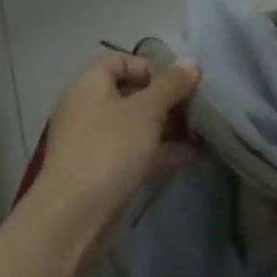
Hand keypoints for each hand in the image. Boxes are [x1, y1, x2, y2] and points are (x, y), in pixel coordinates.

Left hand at [27, 50, 199, 254]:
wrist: (75, 216)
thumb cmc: (109, 149)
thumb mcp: (146, 111)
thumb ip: (171, 85)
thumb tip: (191, 62)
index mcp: (89, 85)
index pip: (119, 61)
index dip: (150, 67)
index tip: (177, 84)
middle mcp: (88, 109)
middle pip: (131, 94)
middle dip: (165, 100)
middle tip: (195, 109)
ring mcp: (95, 142)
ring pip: (136, 125)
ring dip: (168, 127)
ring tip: (201, 133)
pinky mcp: (103, 171)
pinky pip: (136, 151)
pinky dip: (161, 151)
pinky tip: (191, 157)